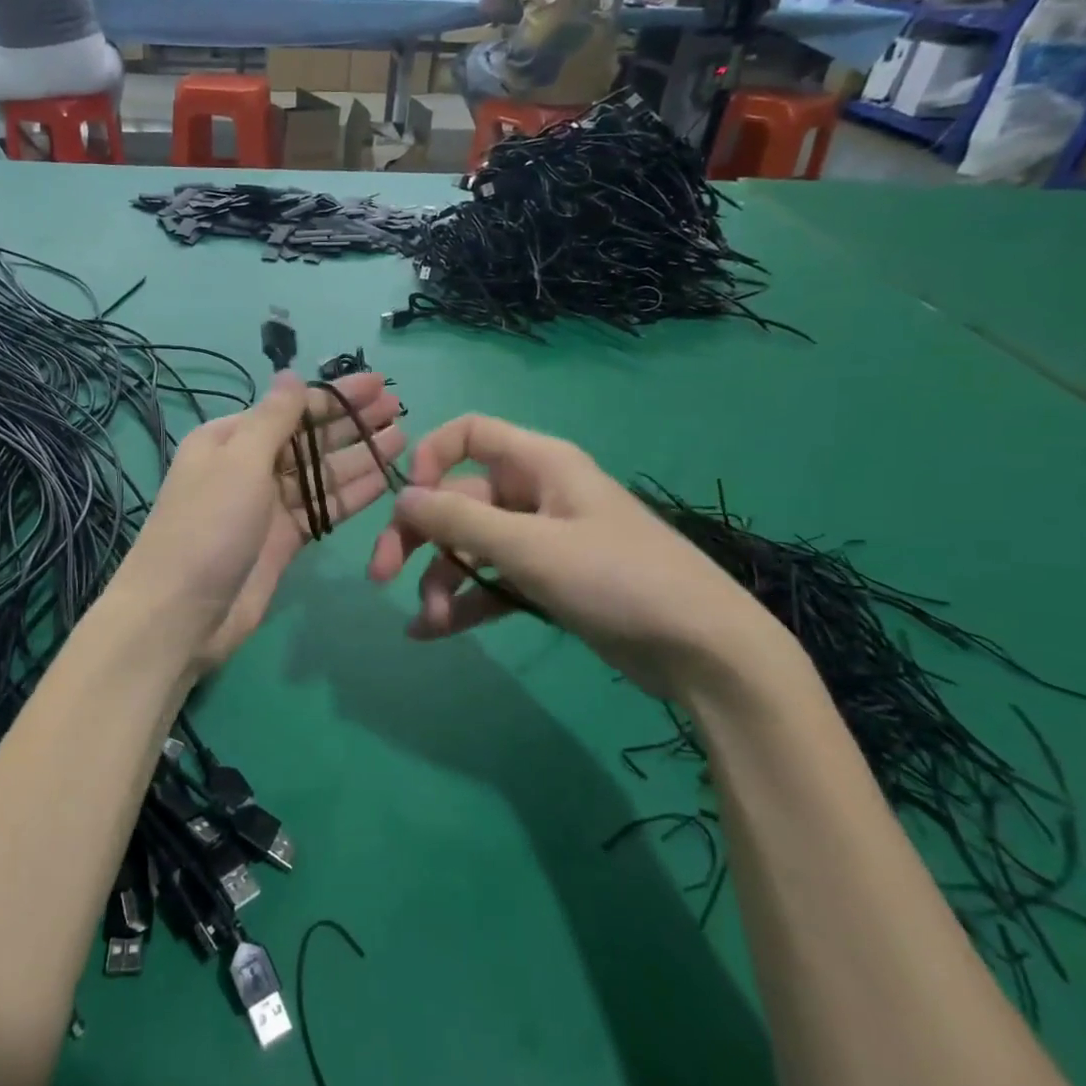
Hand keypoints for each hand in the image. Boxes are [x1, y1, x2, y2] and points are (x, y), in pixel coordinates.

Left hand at [119, 372, 404, 674]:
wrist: (182, 612)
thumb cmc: (208, 525)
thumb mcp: (239, 460)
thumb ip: (273, 418)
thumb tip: (290, 374)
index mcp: (229, 439)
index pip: (290, 408)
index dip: (334, 395)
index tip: (377, 383)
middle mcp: (249, 466)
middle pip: (309, 438)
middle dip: (351, 422)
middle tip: (398, 406)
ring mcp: (268, 506)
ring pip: (321, 474)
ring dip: (359, 455)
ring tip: (402, 438)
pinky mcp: (284, 540)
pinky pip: (323, 508)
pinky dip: (352, 495)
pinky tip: (385, 479)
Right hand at [368, 414, 792, 700]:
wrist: (703, 651)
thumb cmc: (618, 580)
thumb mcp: (530, 546)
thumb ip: (459, 519)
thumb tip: (400, 498)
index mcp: (539, 464)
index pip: (469, 434)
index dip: (430, 459)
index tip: (409, 502)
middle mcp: (535, 494)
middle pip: (458, 500)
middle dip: (418, 537)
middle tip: (382, 576)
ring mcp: (541, 540)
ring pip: (470, 546)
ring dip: (440, 578)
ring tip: (427, 621)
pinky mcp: (547, 582)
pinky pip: (491, 581)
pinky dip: (463, 602)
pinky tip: (433, 632)